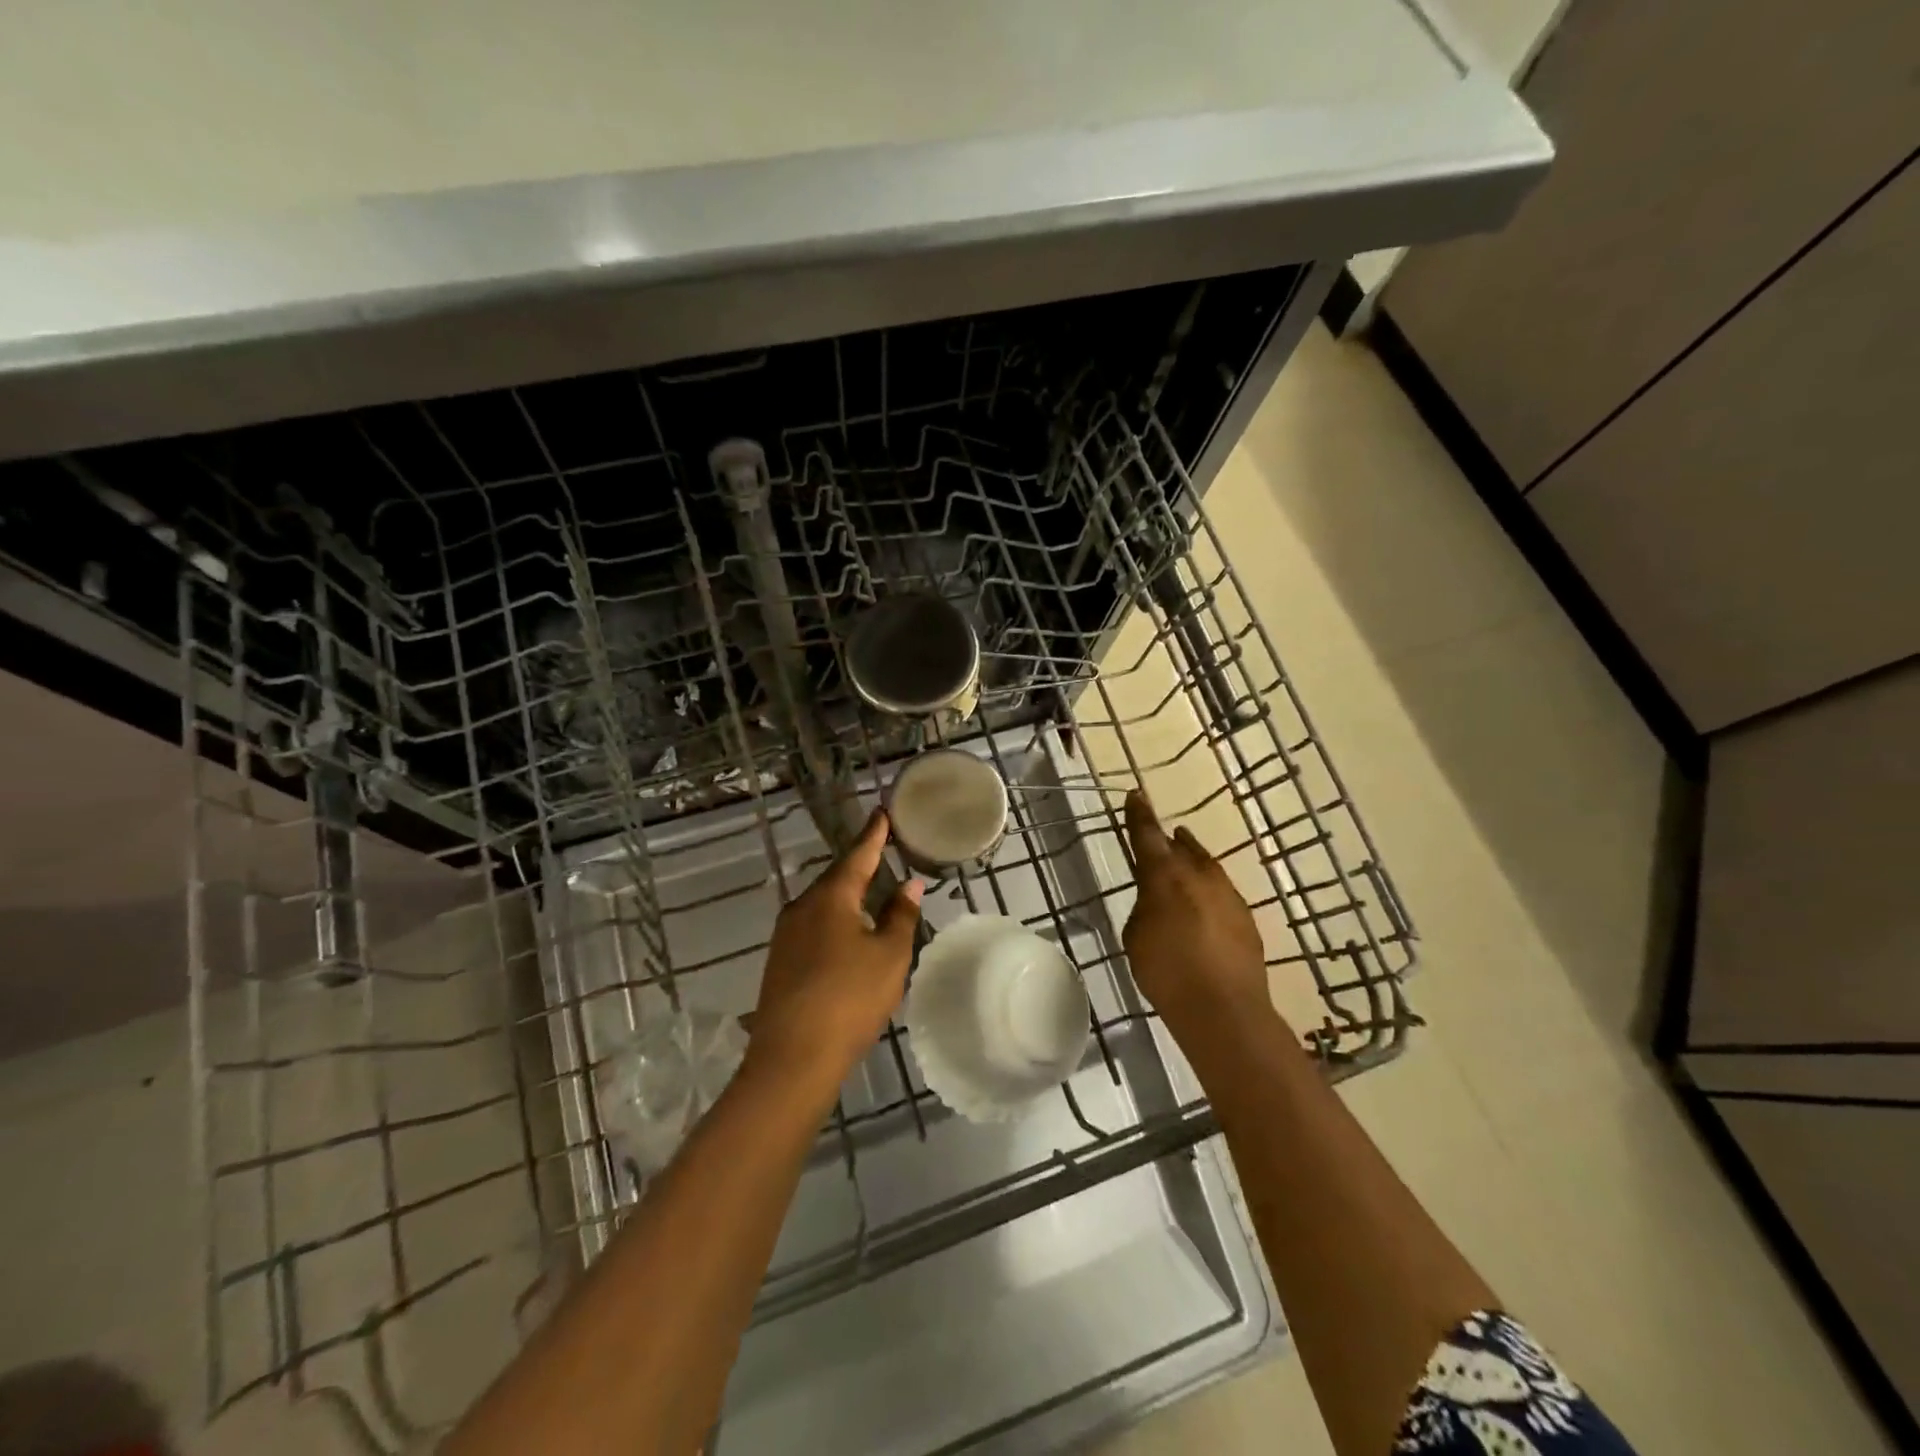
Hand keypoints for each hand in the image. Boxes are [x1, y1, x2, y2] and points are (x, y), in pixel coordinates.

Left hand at [748, 811, 922, 1093]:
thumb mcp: (889, 956)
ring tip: (872, 893)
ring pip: (824, 904)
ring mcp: (786, 934)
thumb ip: (900, 916)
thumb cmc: (850, 998)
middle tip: (883, 852)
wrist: (792, 1057)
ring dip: (848, 896)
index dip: (874, 834)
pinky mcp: (781, 960)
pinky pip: (814, 926)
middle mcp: (802, 906)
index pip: (858, 854)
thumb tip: (909, 885)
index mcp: (831, 896)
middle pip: (837, 878)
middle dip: (860, 866)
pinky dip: (836, 920)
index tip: (883, 812)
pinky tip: (848, 934)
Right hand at [1122, 790, 1270, 1033]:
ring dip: (1192, 861)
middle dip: (1168, 840)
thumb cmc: (1166, 972)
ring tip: (1184, 859)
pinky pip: (1221, 892)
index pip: (1146, 834)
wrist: (1224, 1009)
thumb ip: (1144, 908)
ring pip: (1206, 866)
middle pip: (1180, 847)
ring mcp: (1227, 894)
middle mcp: (1198, 875)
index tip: (1136, 795)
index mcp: (1163, 876)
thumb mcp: (1136, 937)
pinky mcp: (1246, 917)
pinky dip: (1208, 892)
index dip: (1139, 815)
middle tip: (1159, 836)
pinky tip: (1204, 908)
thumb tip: (1157, 901)